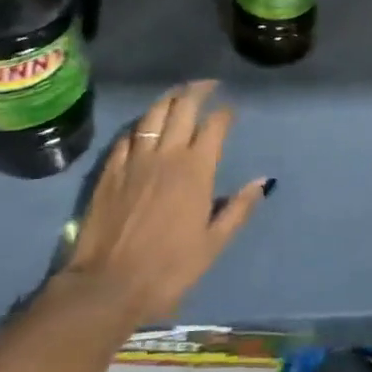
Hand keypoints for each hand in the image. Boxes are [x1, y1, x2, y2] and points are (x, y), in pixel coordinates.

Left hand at [0, 79, 267, 371]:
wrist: (108, 285)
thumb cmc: (168, 269)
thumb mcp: (213, 244)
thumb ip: (237, 209)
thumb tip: (262, 181)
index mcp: (195, 170)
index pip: (214, 126)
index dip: (225, 113)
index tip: (231, 110)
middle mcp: (166, 154)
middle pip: (183, 107)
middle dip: (198, 90)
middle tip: (208, 86)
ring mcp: (134, 159)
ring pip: (153, 114)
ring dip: (169, 99)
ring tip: (179, 94)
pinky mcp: (110, 169)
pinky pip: (127, 136)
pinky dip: (140, 125)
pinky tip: (144, 127)